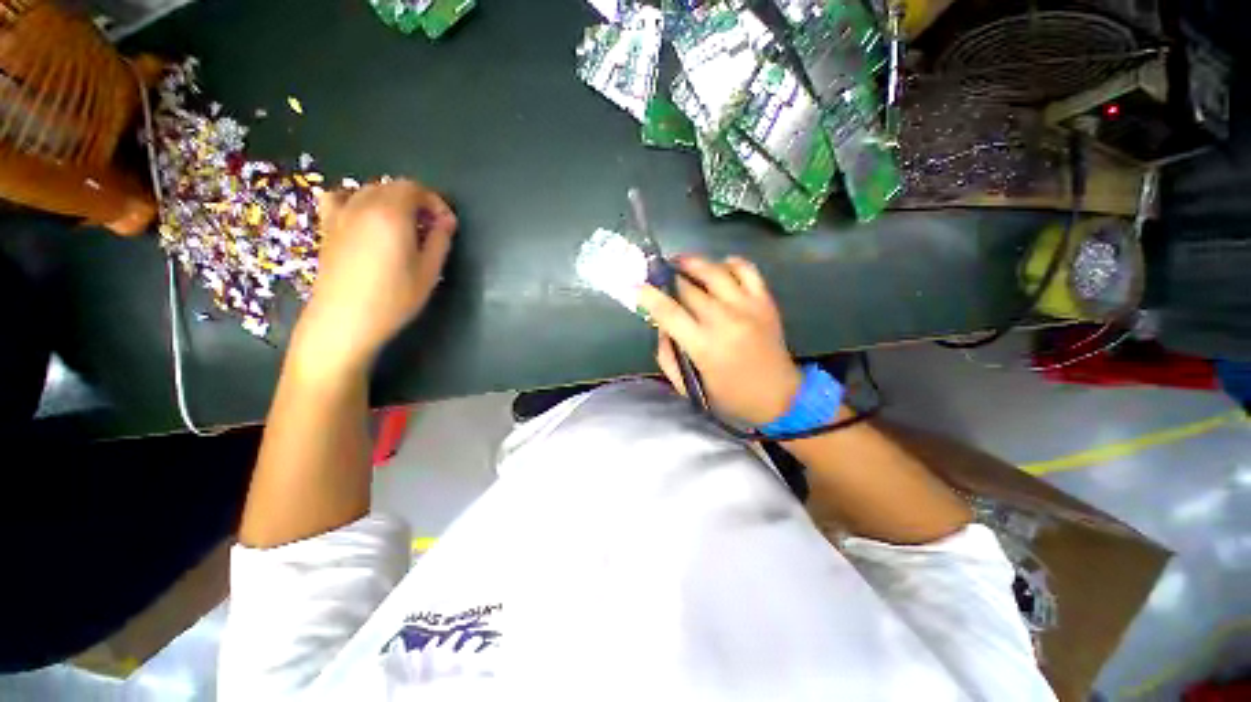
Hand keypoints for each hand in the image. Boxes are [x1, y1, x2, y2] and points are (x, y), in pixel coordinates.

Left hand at [291, 179, 456, 375]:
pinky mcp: (327, 227)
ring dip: (391, 201)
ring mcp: (341, 214)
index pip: (415, 189)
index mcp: (392, 214)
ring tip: (403, 225)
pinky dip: (357, 200)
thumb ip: (440, 241)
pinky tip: (365, 218)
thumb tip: (446, 221)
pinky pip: (340, 198)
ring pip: (369, 190)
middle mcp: (363, 205)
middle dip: (417, 201)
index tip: (447, 225)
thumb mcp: (429, 272)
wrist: (344, 320)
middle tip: (431, 228)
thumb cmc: (393, 298)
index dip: (436, 202)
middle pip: (392, 186)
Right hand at [637, 256, 800, 424]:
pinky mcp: (765, 301)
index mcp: (703, 346)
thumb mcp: (688, 385)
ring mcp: (748, 307)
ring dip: (692, 262)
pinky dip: (729, 263)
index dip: (648, 295)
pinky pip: (747, 269)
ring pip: (714, 271)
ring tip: (680, 262)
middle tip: (657, 274)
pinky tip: (718, 268)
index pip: (668, 311)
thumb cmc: (729, 397)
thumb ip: (667, 354)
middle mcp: (725, 320)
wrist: (780, 398)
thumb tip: (660, 324)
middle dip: (667, 277)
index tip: (636, 286)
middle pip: (687, 287)